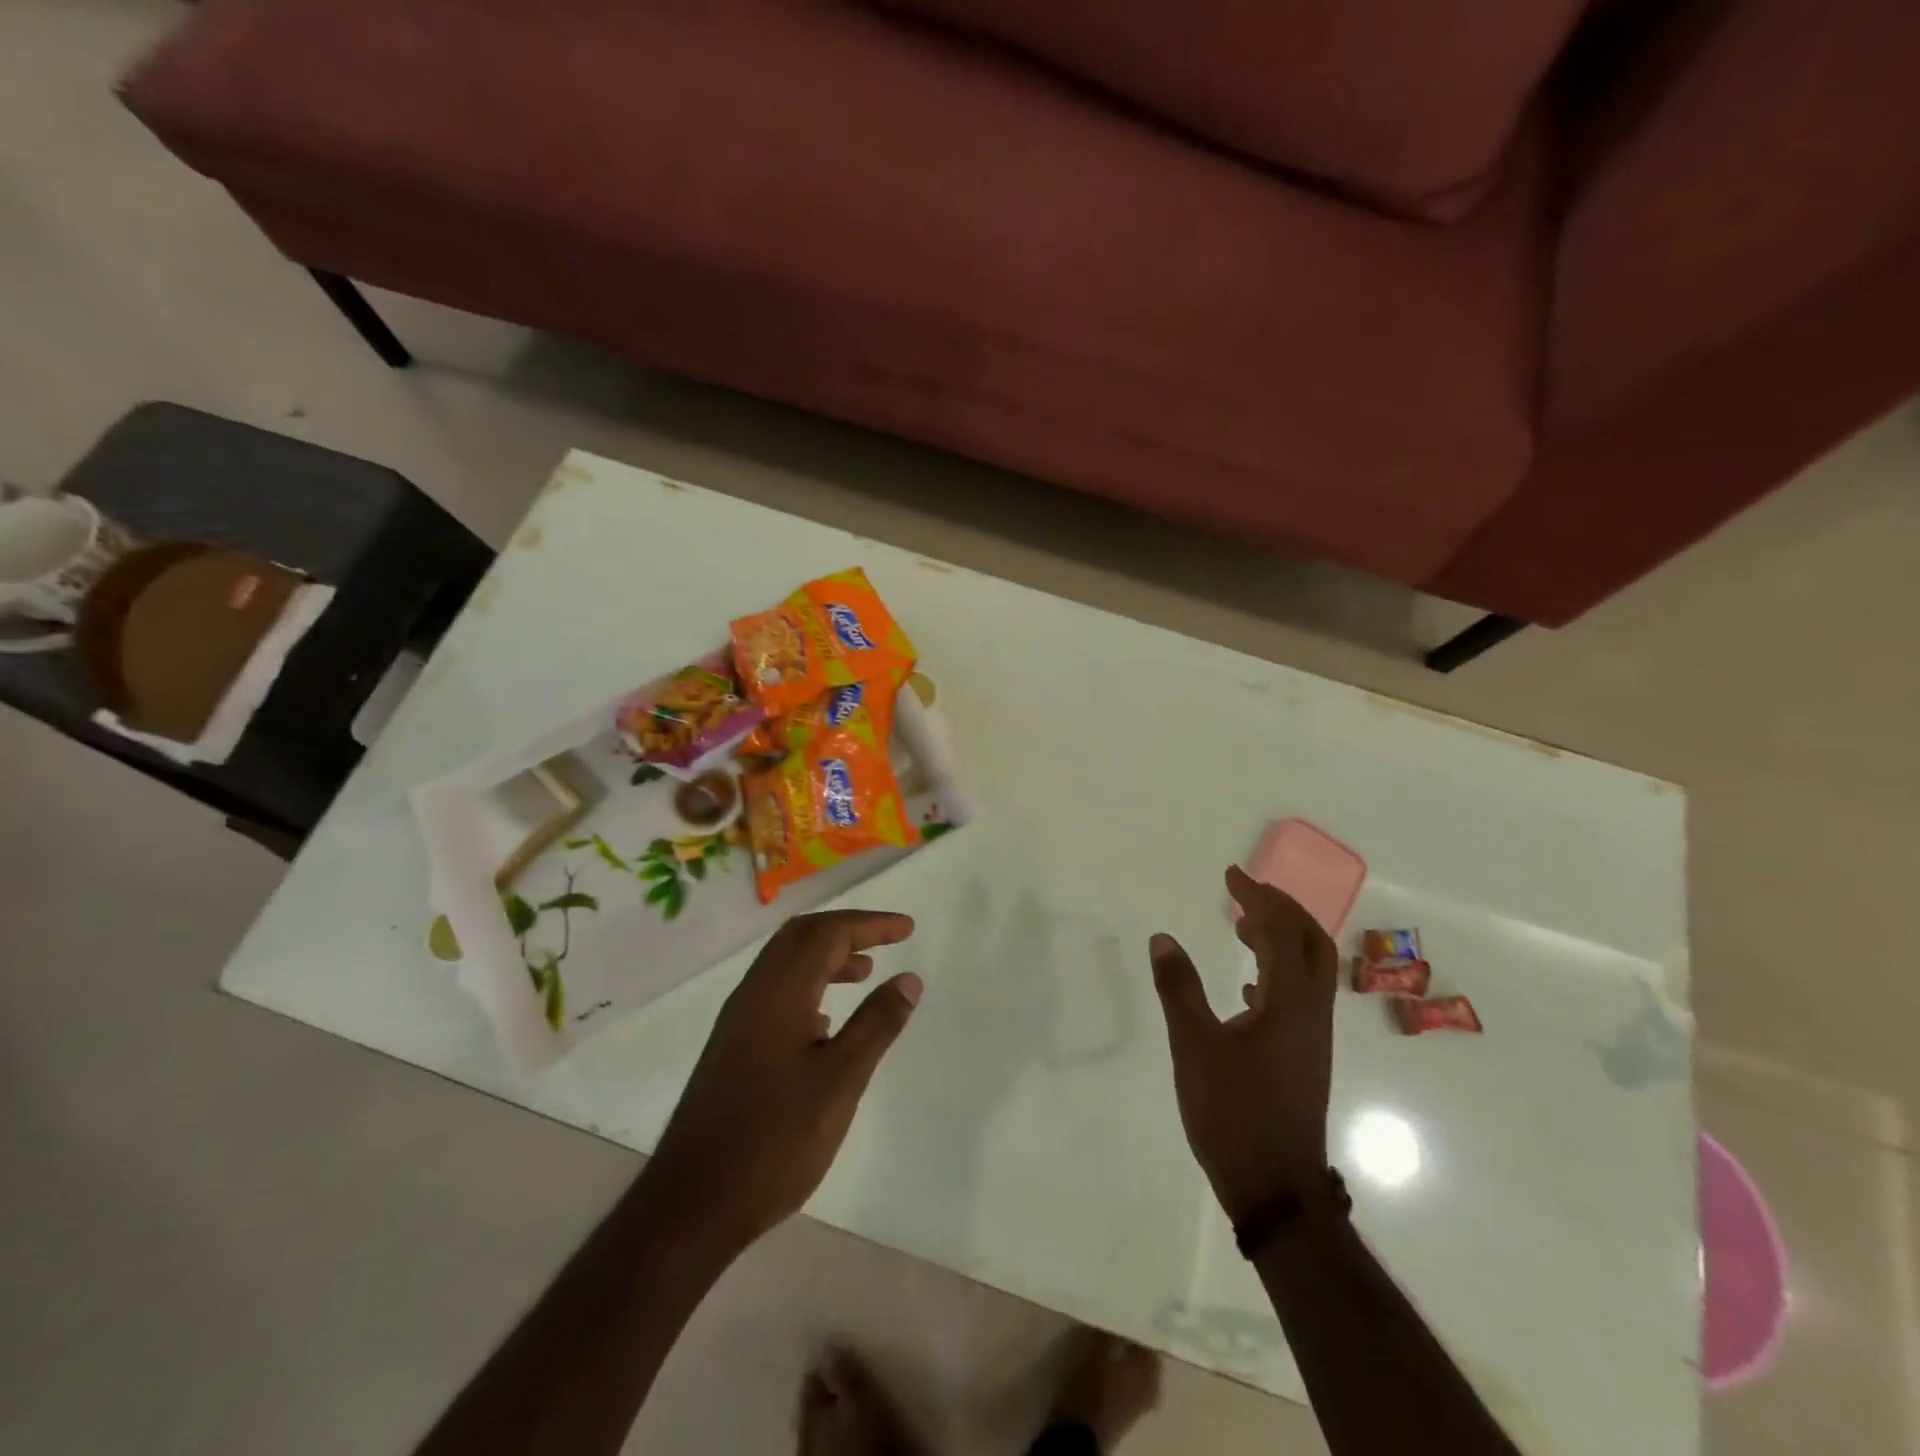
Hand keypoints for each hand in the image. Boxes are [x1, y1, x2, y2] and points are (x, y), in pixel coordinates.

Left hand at [643, 909, 921, 1254]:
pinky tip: (827, 1021)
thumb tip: (909, 979)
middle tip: (887, 941)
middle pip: (801, 936)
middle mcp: (754, 993)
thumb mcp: (841, 1080)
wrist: (693, 1202)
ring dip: (827, 956)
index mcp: (780, 992)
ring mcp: (738, 1020)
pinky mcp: (732, 1046)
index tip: (907, 928)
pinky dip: (808, 984)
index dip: (870, 924)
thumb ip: (877, 1024)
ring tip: (866, 973)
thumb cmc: (776, 1139)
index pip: (828, 933)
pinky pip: (775, 991)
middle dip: (847, 930)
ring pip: (786, 963)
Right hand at [1148, 866, 1337, 1224]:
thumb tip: (1163, 938)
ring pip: (1309, 971)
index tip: (1231, 875)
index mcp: (1290, 1003)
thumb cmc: (1234, 1113)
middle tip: (1245, 892)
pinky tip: (1248, 988)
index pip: (1281, 932)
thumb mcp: (1194, 1046)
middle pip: (1311, 943)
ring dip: (1281, 939)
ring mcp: (1313, 1038)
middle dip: (1281, 909)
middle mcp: (1311, 1013)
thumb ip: (1179, 988)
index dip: (1258, 898)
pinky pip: (1300, 998)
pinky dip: (1278, 974)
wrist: (1277, 1189)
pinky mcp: (1304, 1058)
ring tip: (1243, 928)